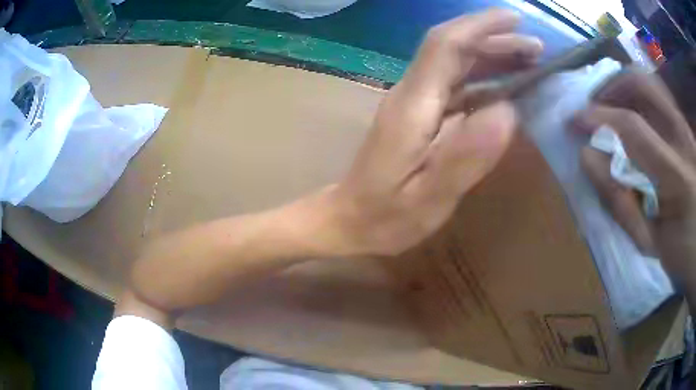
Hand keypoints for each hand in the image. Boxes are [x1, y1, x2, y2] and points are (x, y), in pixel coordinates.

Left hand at [323, 9, 542, 256]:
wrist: (349, 220)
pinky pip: (456, 85)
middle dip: (495, 39)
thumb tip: (508, 112)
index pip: (446, 45)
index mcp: (413, 105)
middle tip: (537, 48)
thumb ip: (466, 157)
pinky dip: (484, 79)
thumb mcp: (428, 199)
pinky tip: (506, 90)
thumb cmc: (385, 217)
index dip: (481, 26)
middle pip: (453, 48)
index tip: (516, 19)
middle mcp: (411, 93)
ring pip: (455, 63)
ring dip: (492, 56)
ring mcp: (413, 102)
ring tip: (529, 62)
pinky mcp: (418, 115)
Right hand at [572, 70, 695, 295]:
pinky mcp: (687, 128)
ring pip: (651, 83)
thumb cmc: (680, 253)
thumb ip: (621, 203)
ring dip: (626, 88)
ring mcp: (686, 128)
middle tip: (596, 106)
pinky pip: (661, 97)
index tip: (575, 121)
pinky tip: (635, 115)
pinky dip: (642, 98)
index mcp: (677, 175)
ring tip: (612, 107)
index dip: (599, 118)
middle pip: (643, 85)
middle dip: (612, 88)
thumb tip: (587, 157)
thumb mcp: (650, 242)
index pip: (633, 128)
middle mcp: (683, 138)